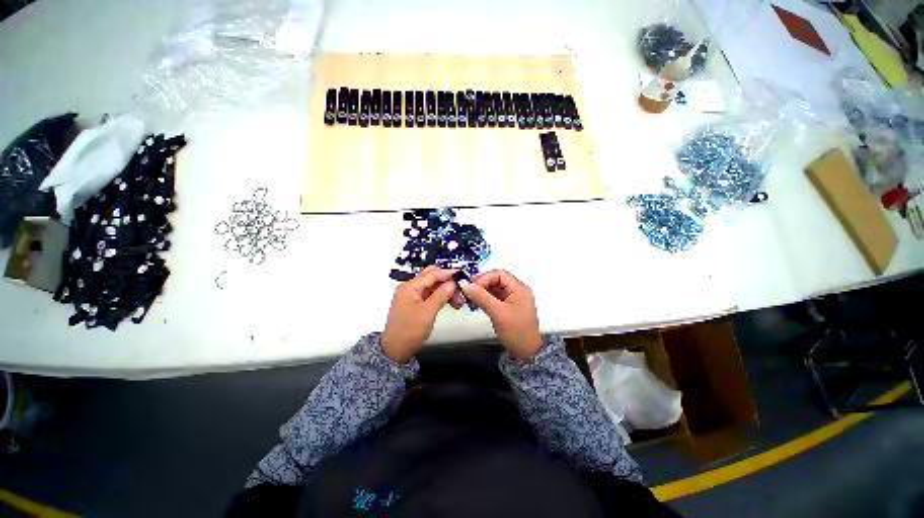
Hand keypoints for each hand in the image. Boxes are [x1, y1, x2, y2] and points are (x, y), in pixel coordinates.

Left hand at [382, 267, 457, 362]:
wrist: (396, 350)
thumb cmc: (409, 331)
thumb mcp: (428, 311)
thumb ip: (441, 295)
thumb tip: (452, 283)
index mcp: (409, 287)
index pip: (432, 274)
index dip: (447, 274)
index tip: (461, 276)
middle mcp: (409, 288)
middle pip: (431, 278)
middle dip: (447, 282)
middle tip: (459, 289)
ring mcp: (411, 296)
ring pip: (432, 287)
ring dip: (445, 290)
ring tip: (458, 300)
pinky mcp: (414, 304)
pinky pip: (430, 295)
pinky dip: (440, 297)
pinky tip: (449, 302)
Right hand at [461, 270, 542, 360]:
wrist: (526, 352)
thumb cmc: (517, 332)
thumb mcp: (497, 313)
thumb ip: (481, 297)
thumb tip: (467, 286)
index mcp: (519, 289)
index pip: (499, 274)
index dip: (484, 278)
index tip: (472, 285)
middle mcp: (518, 291)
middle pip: (497, 280)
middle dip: (482, 283)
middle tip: (470, 290)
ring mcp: (514, 299)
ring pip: (495, 288)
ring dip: (483, 291)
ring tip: (472, 296)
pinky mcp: (509, 306)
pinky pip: (496, 296)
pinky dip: (486, 297)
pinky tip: (478, 302)